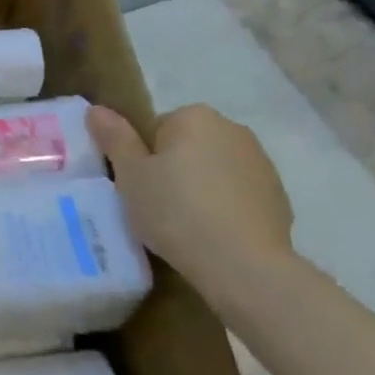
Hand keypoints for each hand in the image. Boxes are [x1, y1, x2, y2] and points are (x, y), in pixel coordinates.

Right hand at [86, 104, 294, 299]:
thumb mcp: (130, 175)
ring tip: (187, 225)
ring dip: (201, 187)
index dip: (144, 158)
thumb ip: (114, 138)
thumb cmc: (176, 211)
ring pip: (214, 169)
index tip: (142, 188)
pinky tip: (215, 235)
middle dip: (174, 169)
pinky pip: (238, 194)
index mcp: (194, 116)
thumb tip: (96, 109)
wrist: (244, 266)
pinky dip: (226, 207)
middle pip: (187, 145)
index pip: (156, 129)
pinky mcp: (279, 197)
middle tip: (158, 206)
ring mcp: (261, 163)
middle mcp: (232, 129)